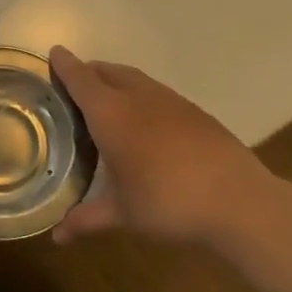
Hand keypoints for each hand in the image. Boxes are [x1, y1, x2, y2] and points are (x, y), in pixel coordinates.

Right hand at [48, 46, 291, 248]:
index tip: (53, 54)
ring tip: (107, 101)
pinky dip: (141, 96)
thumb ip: (87, 219)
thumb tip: (57, 237)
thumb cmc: (167, 203)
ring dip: (116, 81)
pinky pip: (157, 93)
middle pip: (107, 71)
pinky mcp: (194, 111)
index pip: (80, 79)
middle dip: (89, 72)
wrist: (238, 201)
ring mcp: (170, 101)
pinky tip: (145, 122)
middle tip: (74, 85)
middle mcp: (138, 97)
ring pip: (134, 79)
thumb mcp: (122, 214)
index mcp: (111, 114)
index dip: (64, 65)